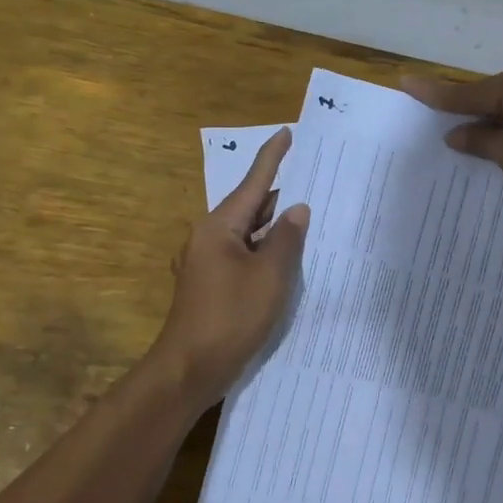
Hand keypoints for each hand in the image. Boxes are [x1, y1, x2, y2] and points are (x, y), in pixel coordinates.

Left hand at [152, 127, 309, 402]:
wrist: (189, 370)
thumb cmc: (230, 317)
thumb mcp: (269, 277)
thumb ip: (286, 239)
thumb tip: (297, 209)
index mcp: (219, 226)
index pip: (253, 182)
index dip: (272, 157)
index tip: (287, 133)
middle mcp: (208, 237)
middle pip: (249, 206)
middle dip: (279, 193)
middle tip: (313, 178)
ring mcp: (207, 262)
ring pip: (246, 232)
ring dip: (274, 225)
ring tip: (308, 214)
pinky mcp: (210, 283)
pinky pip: (242, 254)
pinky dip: (264, 249)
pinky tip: (286, 256)